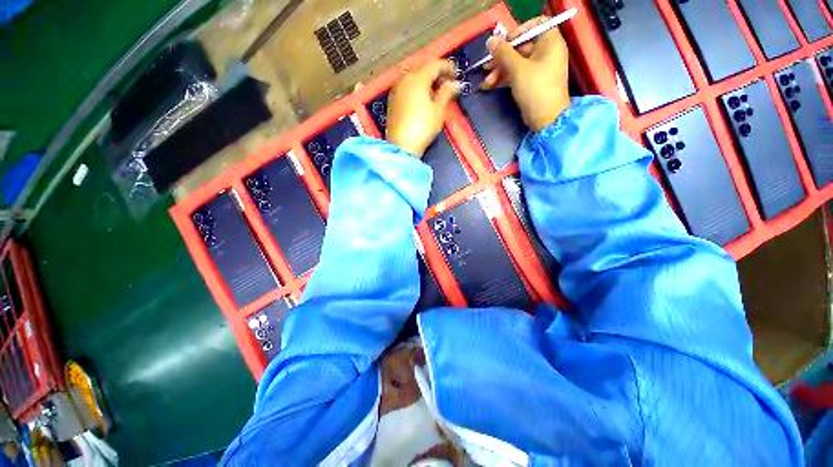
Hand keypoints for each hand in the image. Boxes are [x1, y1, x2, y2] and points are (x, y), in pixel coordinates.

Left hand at [386, 59, 459, 155]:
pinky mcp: (392, 99)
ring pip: (413, 75)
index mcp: (418, 78)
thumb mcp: (439, 111)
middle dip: (435, 71)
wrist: (402, 145)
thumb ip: (447, 93)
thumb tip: (454, 83)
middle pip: (422, 66)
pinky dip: (416, 85)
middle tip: (446, 82)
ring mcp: (396, 89)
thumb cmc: (423, 128)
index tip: (456, 74)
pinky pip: (406, 84)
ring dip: (425, 78)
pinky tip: (422, 96)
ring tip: (435, 90)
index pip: (434, 64)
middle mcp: (405, 78)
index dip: (447, 66)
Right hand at [481, 17, 570, 130]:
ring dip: (499, 71)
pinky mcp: (531, 82)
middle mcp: (546, 52)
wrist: (545, 119)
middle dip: (501, 58)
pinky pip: (516, 75)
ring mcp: (538, 68)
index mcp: (550, 42)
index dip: (517, 32)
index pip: (535, 25)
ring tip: (485, 82)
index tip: (503, 43)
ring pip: (515, 63)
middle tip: (486, 66)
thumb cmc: (536, 89)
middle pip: (520, 47)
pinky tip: (489, 86)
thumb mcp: (518, 69)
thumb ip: (503, 53)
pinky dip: (503, 79)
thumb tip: (490, 40)